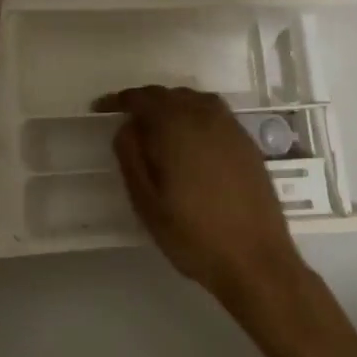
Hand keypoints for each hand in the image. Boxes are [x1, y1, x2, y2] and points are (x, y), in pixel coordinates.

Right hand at [101, 86, 307, 307]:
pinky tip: (190, 138)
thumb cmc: (194, 235)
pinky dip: (194, 114)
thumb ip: (131, 157)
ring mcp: (230, 127)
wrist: (257, 261)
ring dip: (171, 104)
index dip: (118, 100)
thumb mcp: (147, 203)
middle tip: (126, 120)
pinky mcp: (246, 142)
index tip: (100, 109)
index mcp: (176, 127)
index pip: (141, 99)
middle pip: (168, 94)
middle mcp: (204, 116)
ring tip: (157, 126)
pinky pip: (213, 112)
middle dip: (144, 101)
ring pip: (193, 99)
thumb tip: (126, 126)